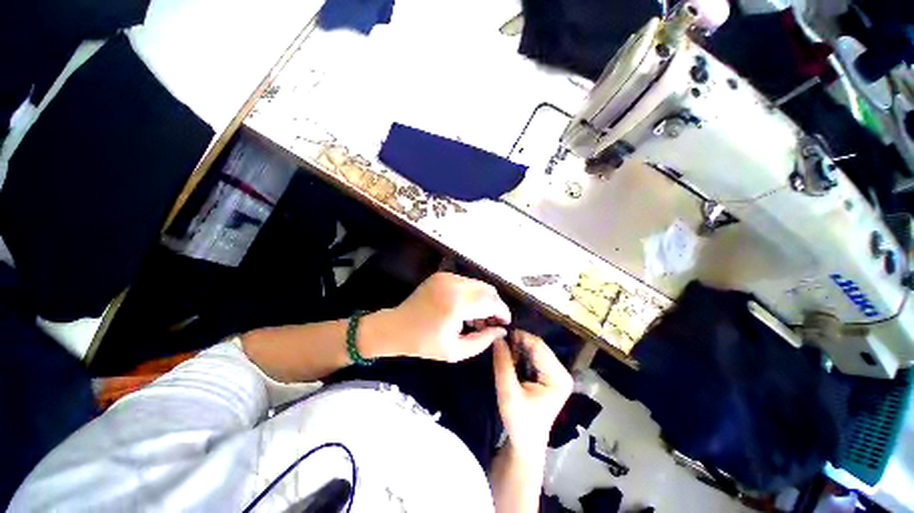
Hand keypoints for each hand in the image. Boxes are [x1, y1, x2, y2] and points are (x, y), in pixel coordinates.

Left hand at [368, 272, 511, 361]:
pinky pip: (466, 283)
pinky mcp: (441, 275)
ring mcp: (446, 277)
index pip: (491, 302)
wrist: (396, 327)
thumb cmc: (424, 343)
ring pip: (478, 284)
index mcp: (457, 304)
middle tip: (492, 322)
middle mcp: (454, 284)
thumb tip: (502, 330)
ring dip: (484, 300)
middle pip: (487, 289)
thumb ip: (483, 341)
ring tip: (479, 319)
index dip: (502, 312)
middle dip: (495, 305)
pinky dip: (472, 294)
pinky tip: (467, 310)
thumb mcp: (456, 351)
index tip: (506, 323)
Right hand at [493, 331, 572, 455]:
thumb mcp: (508, 392)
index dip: (518, 337)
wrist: (525, 443)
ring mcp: (555, 373)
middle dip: (516, 344)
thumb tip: (496, 337)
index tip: (498, 336)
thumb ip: (503, 364)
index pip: (538, 346)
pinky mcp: (547, 375)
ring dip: (516, 350)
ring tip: (503, 357)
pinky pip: (531, 356)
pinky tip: (509, 363)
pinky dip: (519, 356)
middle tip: (498, 348)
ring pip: (533, 349)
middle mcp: (561, 371)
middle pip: (536, 346)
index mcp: (558, 377)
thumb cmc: (519, 422)